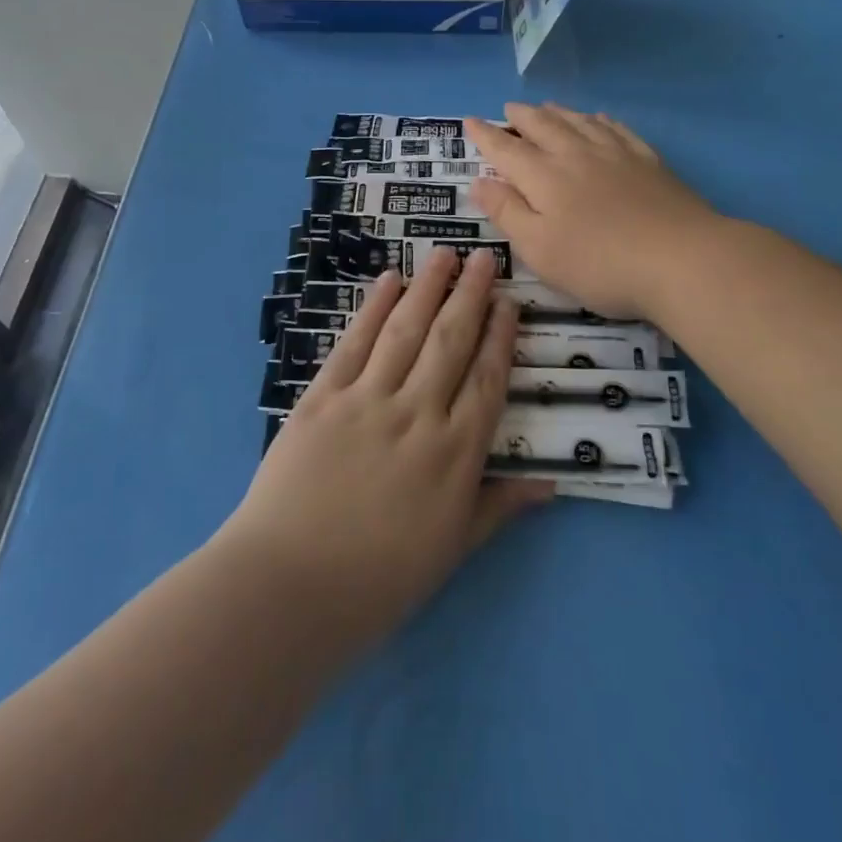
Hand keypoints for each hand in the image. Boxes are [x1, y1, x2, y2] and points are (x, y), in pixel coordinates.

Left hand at [219, 248, 552, 651]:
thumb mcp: (451, 551)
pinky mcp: (323, 397)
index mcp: (454, 455)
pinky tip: (389, 281)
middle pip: (451, 342)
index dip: (501, 337)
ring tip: (445, 253)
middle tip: (485, 257)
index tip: (510, 302)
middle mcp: (417, 415)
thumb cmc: (378, 579)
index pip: (487, 380)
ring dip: (428, 288)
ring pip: (406, 331)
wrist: (290, 587)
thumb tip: (551, 483)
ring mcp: (367, 400)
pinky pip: (354, 343)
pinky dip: (373, 308)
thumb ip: (499, 507)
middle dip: (471, 296)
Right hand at [466, 103, 720, 321]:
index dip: (485, 136)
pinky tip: (598, 118)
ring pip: (579, 121)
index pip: (506, 149)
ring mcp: (615, 153)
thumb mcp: (539, 248)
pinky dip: (599, 120)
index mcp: (544, 176)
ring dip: (557, 111)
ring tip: (546, 106)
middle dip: (521, 116)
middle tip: (509, 108)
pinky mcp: (648, 161)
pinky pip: (616, 128)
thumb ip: (507, 211)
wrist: (681, 259)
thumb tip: (479, 181)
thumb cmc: (600, 263)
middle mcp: (575, 154)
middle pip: (543, 125)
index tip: (469, 121)